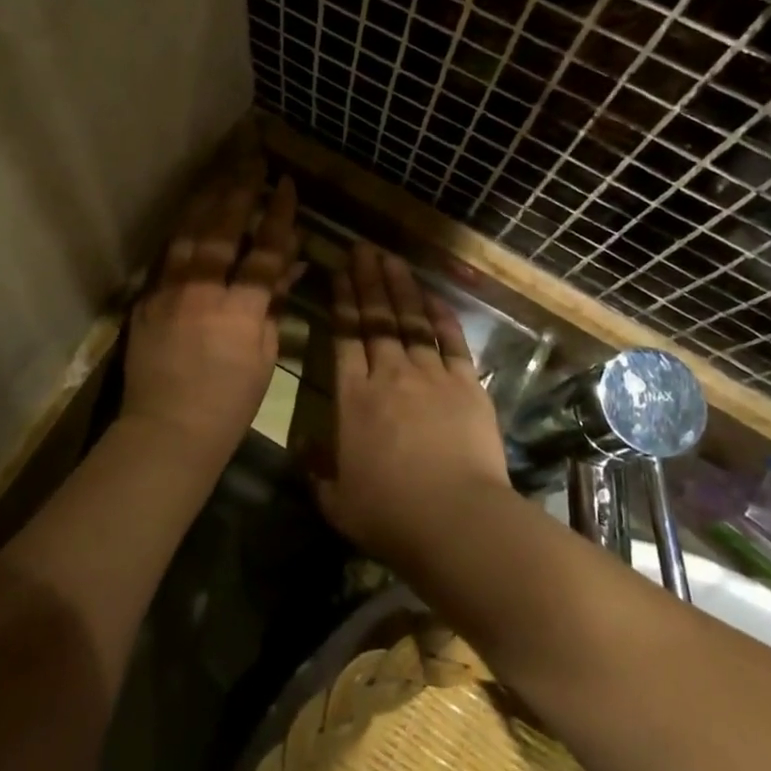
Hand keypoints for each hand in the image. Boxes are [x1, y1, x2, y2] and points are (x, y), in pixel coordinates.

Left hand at [120, 171, 300, 466]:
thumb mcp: (264, 356)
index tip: (286, 185)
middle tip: (252, 160)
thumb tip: (290, 267)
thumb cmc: (227, 404)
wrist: (166, 431)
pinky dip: (182, 231)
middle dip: (240, 191)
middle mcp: (201, 292)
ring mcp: (168, 293)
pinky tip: (190, 214)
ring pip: (188, 234)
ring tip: (221, 173)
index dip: (278, 215)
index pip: (264, 251)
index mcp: (239, 311)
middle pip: (222, 230)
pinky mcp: (146, 301)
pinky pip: (167, 256)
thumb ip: (273, 306)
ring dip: (207, 200)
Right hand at [314, 245, 511, 562]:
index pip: (344, 336)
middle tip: (362, 249)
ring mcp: (430, 376)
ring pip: (411, 320)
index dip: (341, 300)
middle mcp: (389, 375)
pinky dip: (442, 316)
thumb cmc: (390, 516)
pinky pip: (451, 341)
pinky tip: (433, 295)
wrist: (456, 521)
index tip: (338, 271)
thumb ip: (318, 471)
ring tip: (390, 259)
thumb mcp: (337, 502)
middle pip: (376, 318)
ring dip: (400, 287)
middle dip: (367, 280)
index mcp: (353, 398)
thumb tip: (304, 449)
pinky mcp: (465, 385)